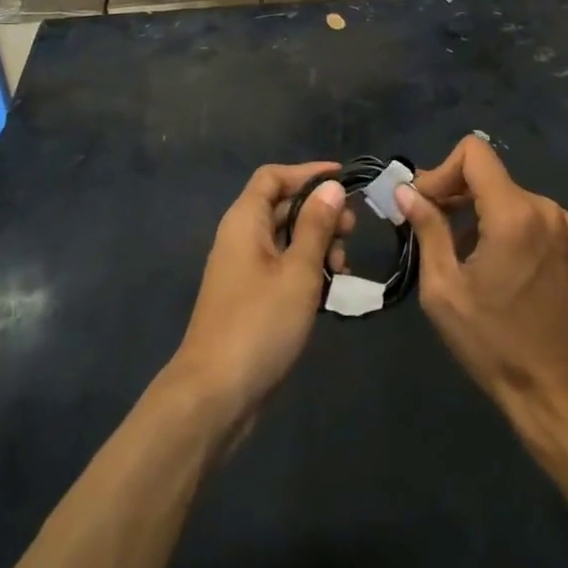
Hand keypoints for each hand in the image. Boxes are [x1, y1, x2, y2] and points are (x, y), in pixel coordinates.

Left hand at [170, 163, 355, 422]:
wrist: (215, 395)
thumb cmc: (260, 324)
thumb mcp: (299, 271)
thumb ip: (316, 226)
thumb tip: (331, 186)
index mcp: (245, 222)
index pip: (273, 177)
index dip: (307, 173)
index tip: (344, 180)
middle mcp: (241, 238)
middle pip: (282, 206)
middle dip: (319, 211)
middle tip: (352, 230)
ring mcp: (244, 270)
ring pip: (285, 238)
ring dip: (317, 243)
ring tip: (343, 265)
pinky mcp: (250, 298)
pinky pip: (282, 266)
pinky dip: (307, 268)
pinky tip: (330, 287)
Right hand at [398, 136, 567, 427]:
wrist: (552, 390)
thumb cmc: (491, 343)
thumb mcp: (443, 289)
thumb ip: (427, 228)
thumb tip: (406, 190)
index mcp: (514, 214)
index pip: (474, 153)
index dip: (442, 171)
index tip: (427, 206)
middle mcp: (547, 208)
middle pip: (491, 175)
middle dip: (457, 194)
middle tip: (433, 227)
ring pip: (512, 196)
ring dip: (483, 213)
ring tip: (467, 254)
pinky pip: (536, 216)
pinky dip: (512, 227)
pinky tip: (503, 265)